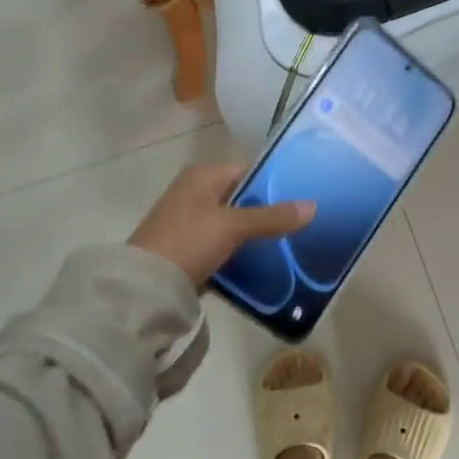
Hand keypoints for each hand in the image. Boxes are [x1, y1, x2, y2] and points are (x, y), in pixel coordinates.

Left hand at [128, 162, 315, 286]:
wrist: (145, 287)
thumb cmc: (188, 242)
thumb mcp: (232, 226)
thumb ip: (272, 217)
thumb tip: (313, 206)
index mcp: (202, 177)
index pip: (247, 171)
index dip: (275, 182)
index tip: (304, 196)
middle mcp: (195, 194)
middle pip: (242, 199)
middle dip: (269, 212)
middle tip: (303, 224)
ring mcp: (190, 224)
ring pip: (234, 225)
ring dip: (256, 236)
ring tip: (292, 245)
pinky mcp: (189, 251)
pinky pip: (224, 247)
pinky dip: (241, 254)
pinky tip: (265, 265)